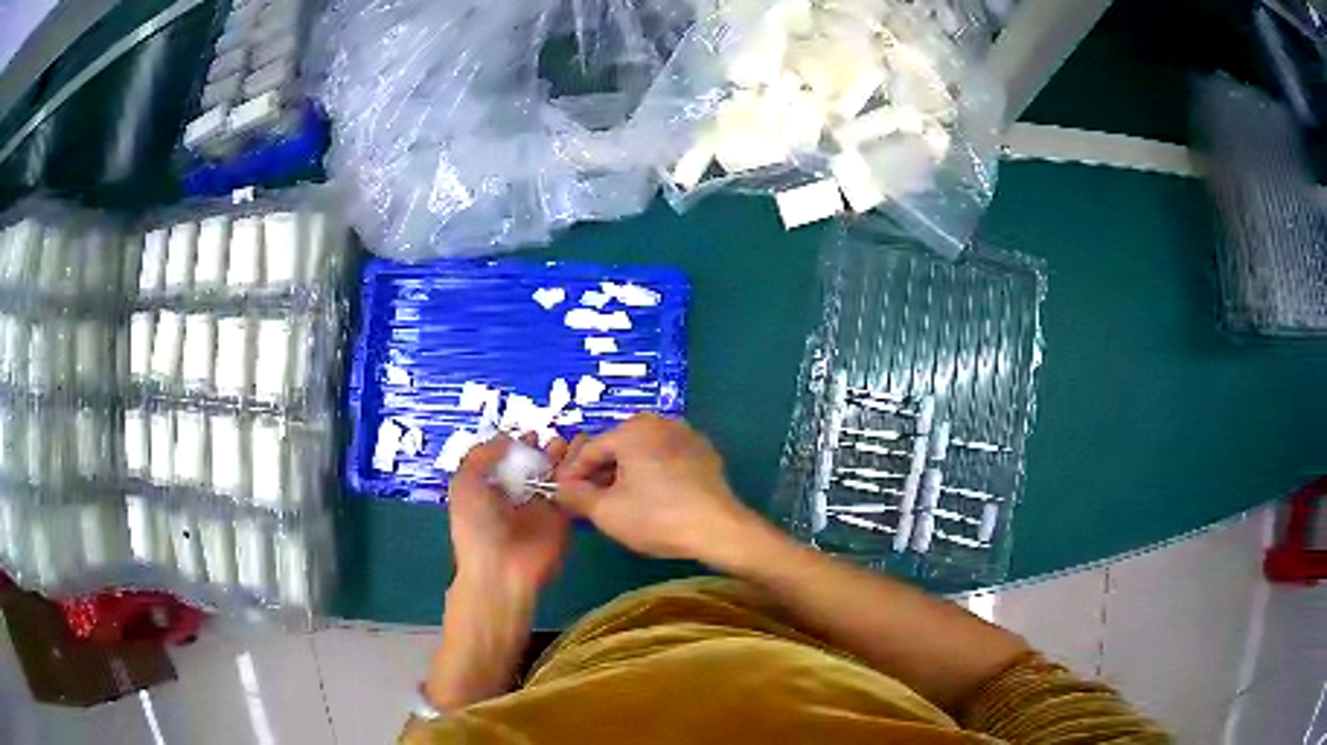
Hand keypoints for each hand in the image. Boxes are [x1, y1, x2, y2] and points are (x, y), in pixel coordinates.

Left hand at [448, 435, 570, 597]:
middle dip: (544, 449)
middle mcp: (516, 495)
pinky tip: (585, 460)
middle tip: (556, 438)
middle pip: (534, 465)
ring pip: (555, 476)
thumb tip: (507, 438)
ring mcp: (541, 507)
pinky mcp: (562, 518)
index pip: (507, 460)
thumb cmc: (476, 526)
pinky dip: (578, 476)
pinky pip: (572, 493)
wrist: (501, 571)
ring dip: (564, 459)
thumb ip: (482, 456)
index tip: (532, 433)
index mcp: (490, 487)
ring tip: (573, 443)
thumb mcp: (465, 484)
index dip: (518, 444)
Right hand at [554, 415, 755, 561]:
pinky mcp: (703, 452)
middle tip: (588, 501)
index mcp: (632, 429)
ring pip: (641, 452)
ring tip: (616, 502)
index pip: (589, 449)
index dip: (571, 474)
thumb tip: (561, 487)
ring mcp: (686, 434)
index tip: (563, 496)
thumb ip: (575, 496)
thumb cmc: (657, 518)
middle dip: (598, 473)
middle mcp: (659, 422)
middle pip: (616, 447)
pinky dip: (651, 473)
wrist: (718, 529)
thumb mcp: (606, 512)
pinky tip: (650, 499)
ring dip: (624, 473)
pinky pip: (665, 458)